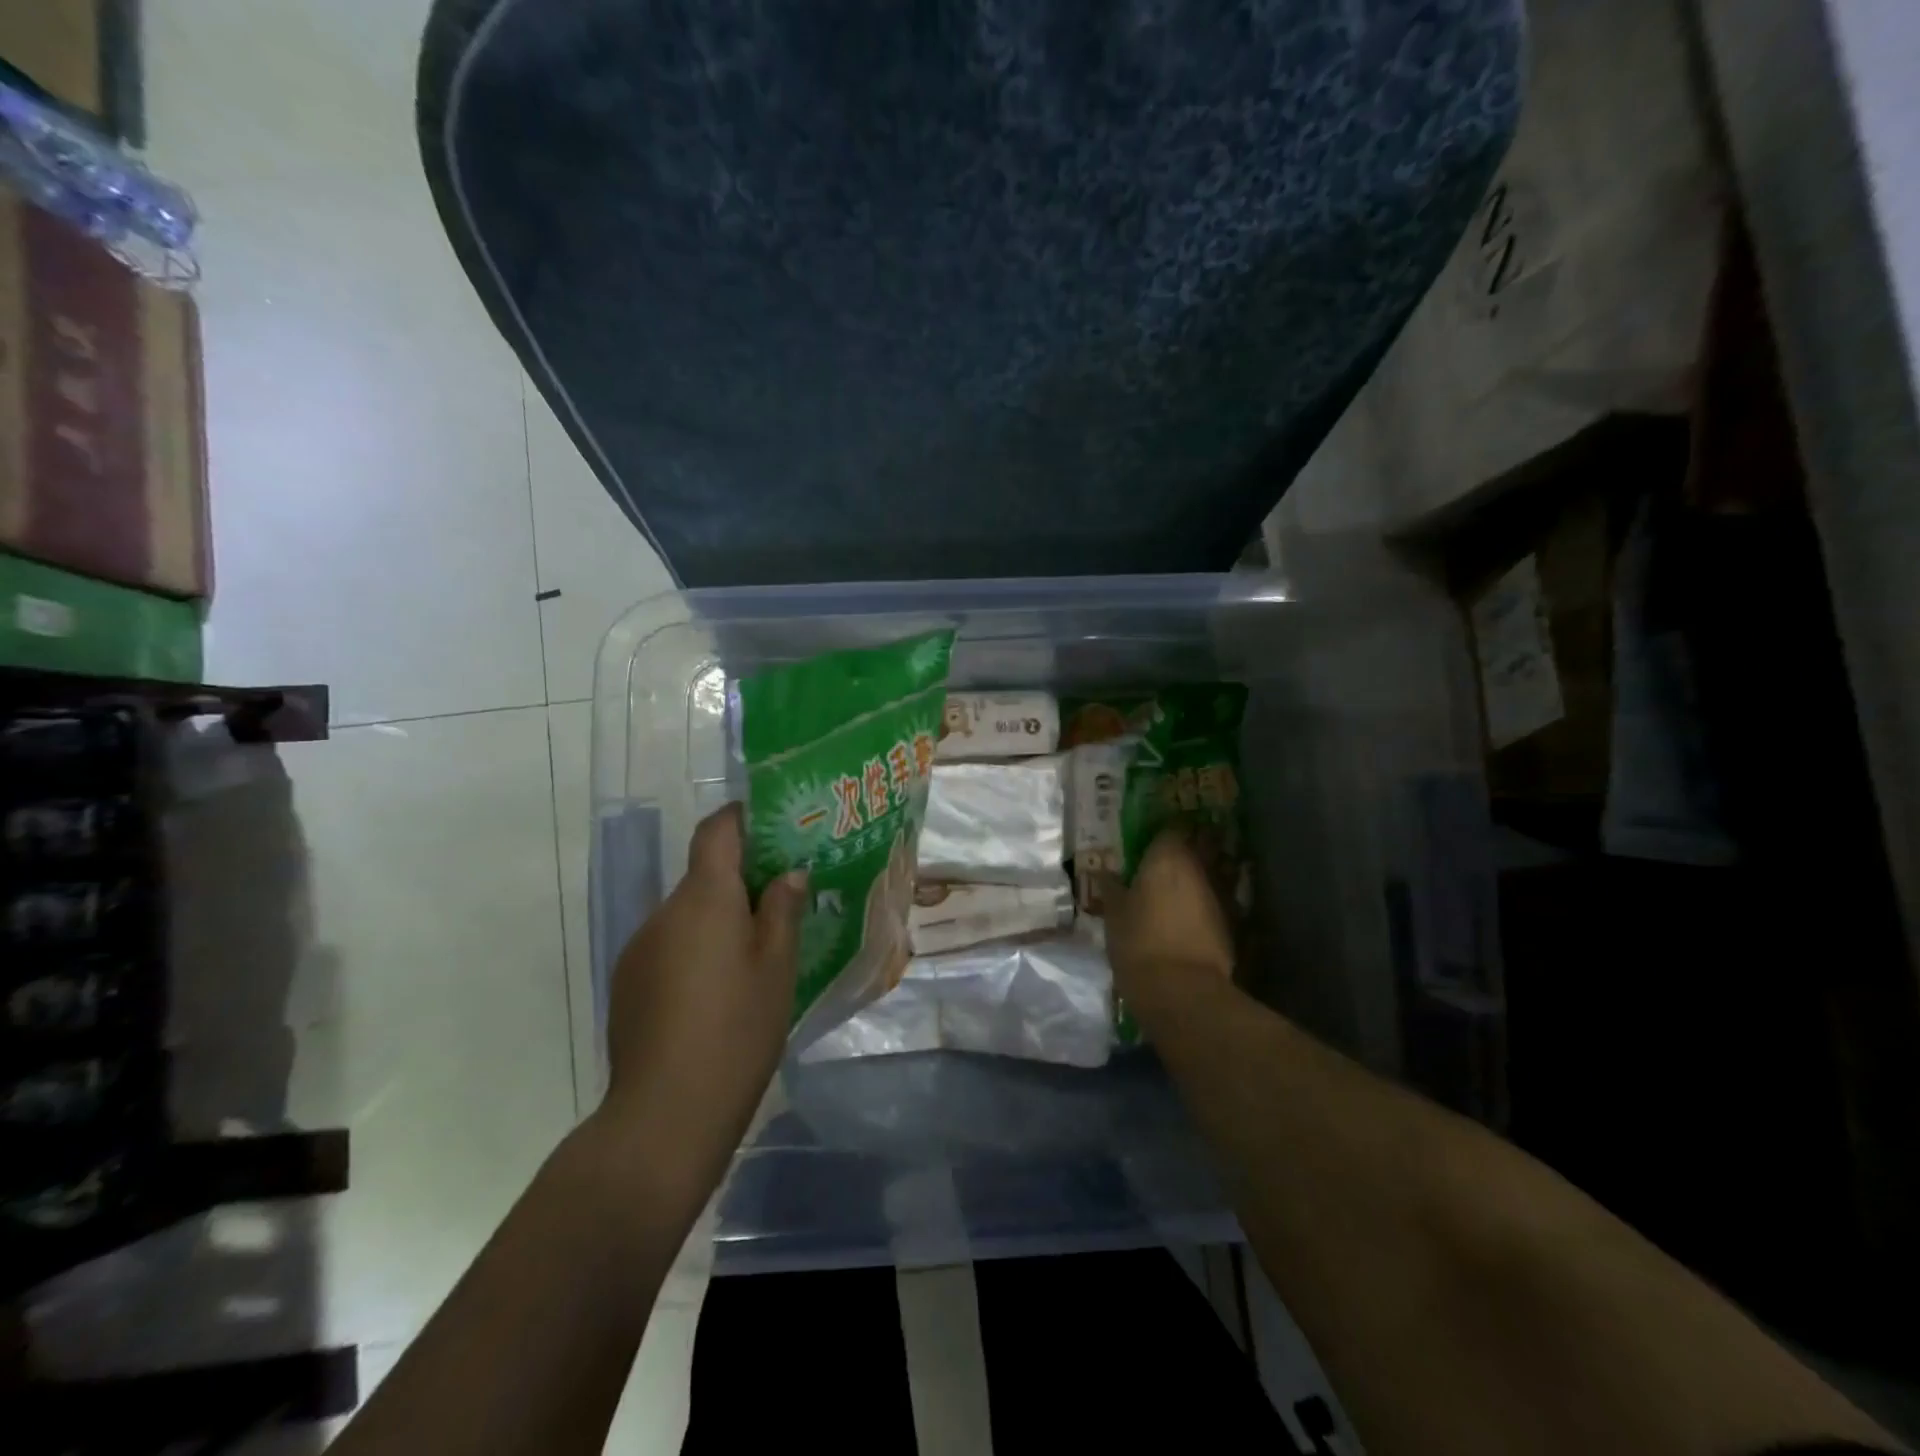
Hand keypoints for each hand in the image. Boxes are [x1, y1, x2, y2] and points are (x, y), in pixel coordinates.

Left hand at [596, 803, 805, 1203]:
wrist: (665, 1114)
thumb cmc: (737, 1031)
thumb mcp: (777, 968)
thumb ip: (783, 911)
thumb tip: (789, 874)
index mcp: (704, 899)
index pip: (715, 831)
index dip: (741, 817)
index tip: (773, 824)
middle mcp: (664, 913)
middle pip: (703, 875)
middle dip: (741, 878)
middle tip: (783, 900)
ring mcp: (639, 949)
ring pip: (686, 914)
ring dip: (718, 918)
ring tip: (755, 953)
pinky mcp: (627, 983)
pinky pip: (669, 946)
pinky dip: (696, 949)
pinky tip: (718, 991)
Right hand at [1101, 827, 1234, 1025]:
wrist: (1182, 991)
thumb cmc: (1138, 942)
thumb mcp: (1114, 913)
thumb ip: (1111, 887)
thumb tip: (1103, 872)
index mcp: (1168, 856)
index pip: (1170, 827)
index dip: (1160, 833)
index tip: (1147, 841)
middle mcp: (1199, 866)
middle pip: (1195, 847)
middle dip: (1182, 853)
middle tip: (1159, 865)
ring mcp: (1219, 894)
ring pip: (1207, 874)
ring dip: (1194, 879)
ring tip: (1172, 892)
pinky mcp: (1231, 922)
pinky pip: (1214, 901)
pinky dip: (1202, 904)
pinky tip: (1186, 918)